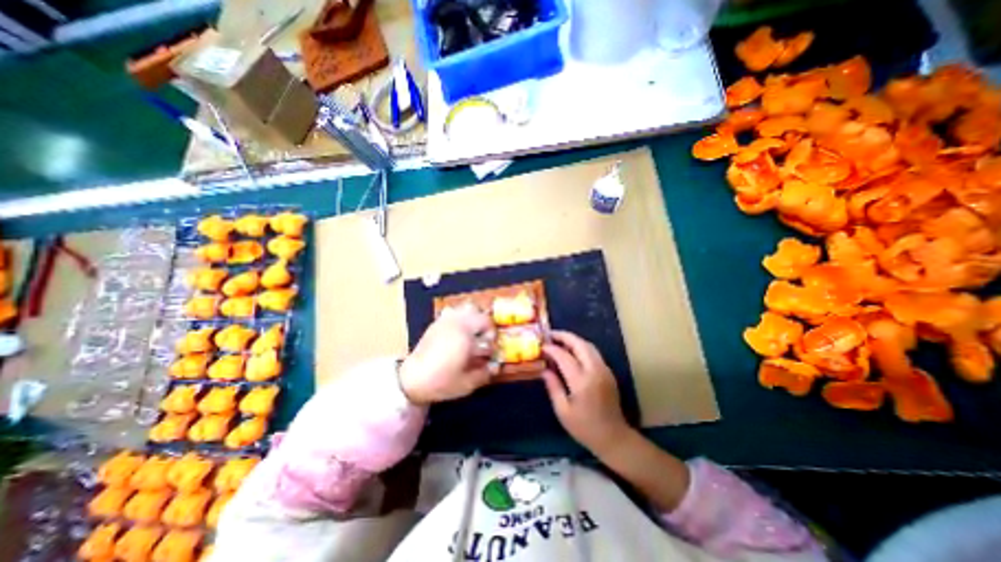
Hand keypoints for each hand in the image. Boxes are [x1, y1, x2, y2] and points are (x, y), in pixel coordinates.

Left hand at [397, 302, 492, 405]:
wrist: (411, 381)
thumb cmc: (441, 382)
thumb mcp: (467, 383)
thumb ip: (485, 373)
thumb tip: (496, 366)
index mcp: (465, 334)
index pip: (487, 326)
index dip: (492, 338)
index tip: (489, 351)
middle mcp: (456, 323)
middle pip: (478, 313)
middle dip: (485, 327)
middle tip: (482, 342)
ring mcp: (444, 321)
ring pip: (466, 308)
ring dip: (473, 319)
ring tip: (471, 335)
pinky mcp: (436, 324)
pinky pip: (453, 312)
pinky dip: (460, 318)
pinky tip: (457, 334)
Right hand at [540, 329, 631, 456]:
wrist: (614, 437)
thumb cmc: (584, 428)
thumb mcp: (563, 411)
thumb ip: (553, 387)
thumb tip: (544, 369)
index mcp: (582, 382)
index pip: (564, 357)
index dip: (551, 349)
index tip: (541, 346)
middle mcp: (595, 371)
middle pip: (580, 344)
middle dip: (564, 336)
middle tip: (550, 335)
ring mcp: (604, 370)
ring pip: (588, 345)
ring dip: (573, 340)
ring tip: (558, 340)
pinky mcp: (608, 372)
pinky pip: (593, 352)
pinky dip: (581, 347)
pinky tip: (571, 351)